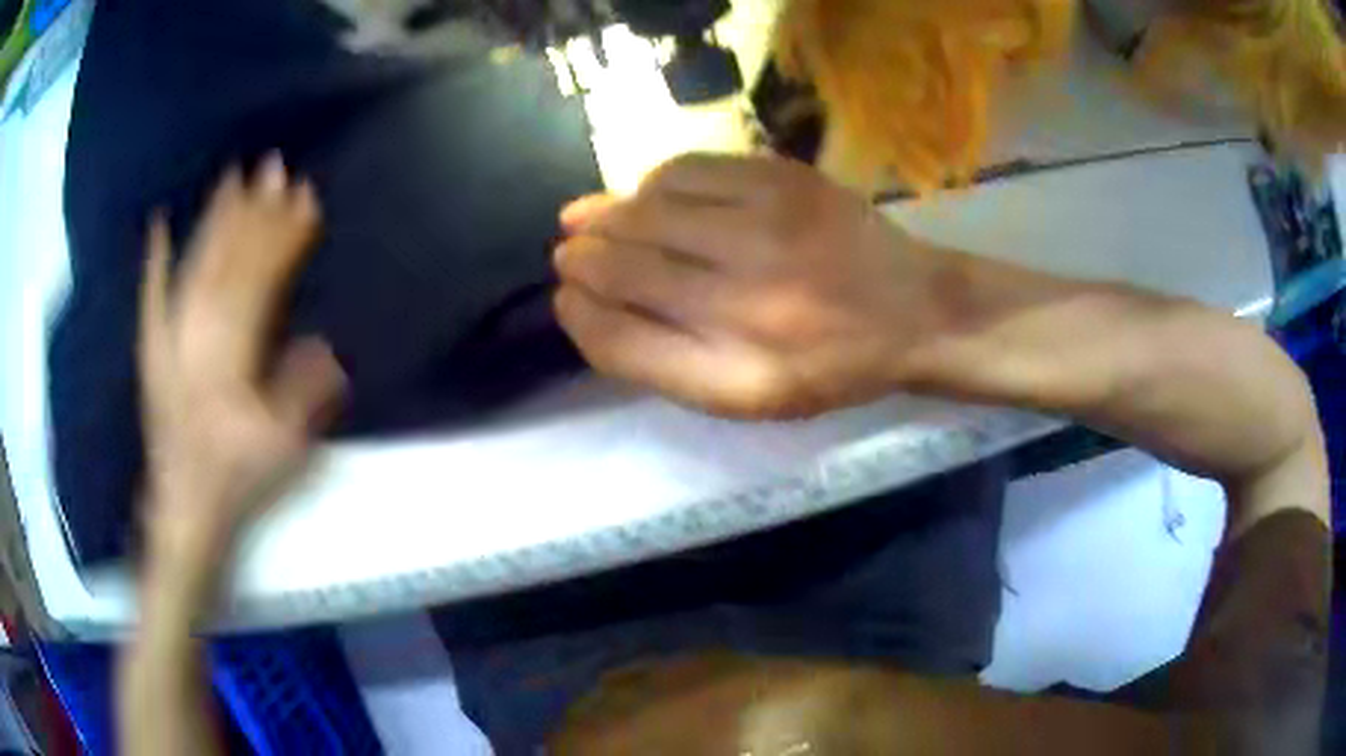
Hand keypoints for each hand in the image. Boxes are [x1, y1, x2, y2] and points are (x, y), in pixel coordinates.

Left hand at [138, 155, 344, 557]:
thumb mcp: (280, 452)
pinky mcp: (151, 351)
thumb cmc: (235, 483)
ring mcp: (168, 341)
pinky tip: (158, 226)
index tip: (307, 198)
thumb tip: (326, 345)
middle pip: (226, 264)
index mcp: (228, 362)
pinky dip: (154, 262)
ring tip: (232, 178)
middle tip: (274, 166)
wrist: (183, 510)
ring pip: (192, 269)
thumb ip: (301, 396)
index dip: (283, 239)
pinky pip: (150, 299)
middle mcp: (194, 340)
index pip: (259, 284)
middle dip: (252, 213)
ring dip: (213, 221)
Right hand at [554, 155, 941, 418]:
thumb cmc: (827, 365)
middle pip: (621, 269)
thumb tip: (586, 302)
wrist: (914, 310)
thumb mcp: (746, 395)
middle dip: (580, 259)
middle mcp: (746, 306)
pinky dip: (652, 184)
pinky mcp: (784, 182)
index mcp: (735, 378)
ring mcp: (767, 233)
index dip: (577, 315)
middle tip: (568, 253)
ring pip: (644, 212)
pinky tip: (650, 196)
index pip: (617, 342)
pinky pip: (686, 171)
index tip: (565, 298)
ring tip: (591, 221)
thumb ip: (663, 361)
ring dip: (605, 217)